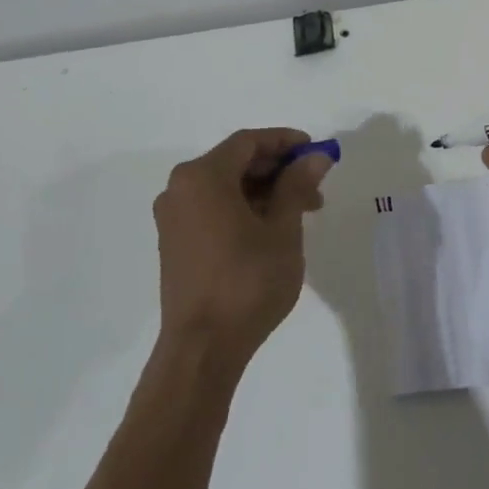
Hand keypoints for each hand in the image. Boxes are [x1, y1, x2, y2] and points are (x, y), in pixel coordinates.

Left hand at [153, 128, 333, 366]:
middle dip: (277, 169)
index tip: (315, 150)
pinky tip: (271, 228)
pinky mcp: (175, 242)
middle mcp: (180, 189)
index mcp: (202, 177)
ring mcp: (173, 217)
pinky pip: (212, 209)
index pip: (247, 142)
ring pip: (224, 188)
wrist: (203, 346)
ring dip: (263, 191)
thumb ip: (296, 187)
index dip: (284, 141)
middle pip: (234, 162)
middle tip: (314, 186)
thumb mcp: (282, 230)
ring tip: (300, 212)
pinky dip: (243, 209)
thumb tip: (314, 158)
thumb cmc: (247, 282)